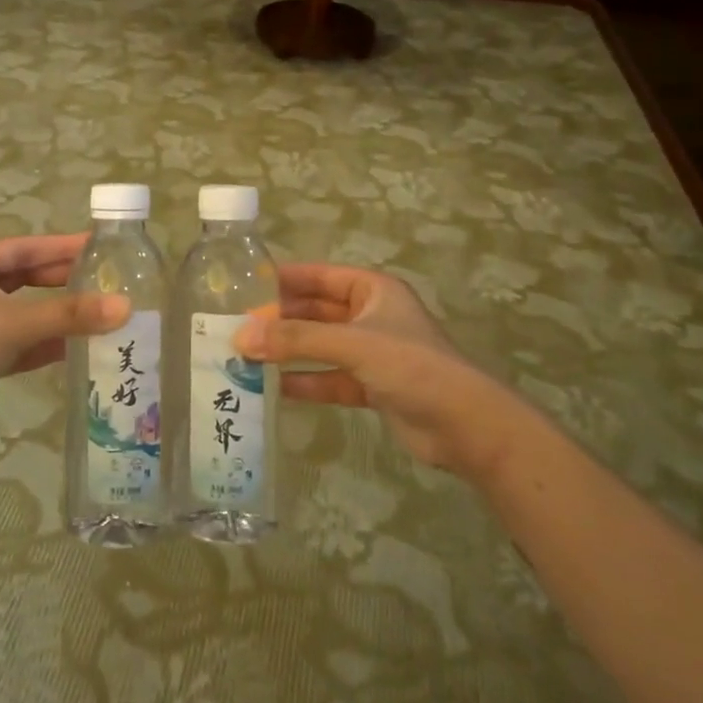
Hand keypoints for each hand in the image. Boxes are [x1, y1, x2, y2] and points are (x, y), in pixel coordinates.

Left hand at [0, 233, 128, 451]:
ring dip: (57, 315)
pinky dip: (44, 344)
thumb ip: (71, 315)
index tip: (98, 245)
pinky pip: (19, 343)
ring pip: (24, 313)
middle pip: (27, 279)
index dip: (62, 246)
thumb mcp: (16, 323)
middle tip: (104, 281)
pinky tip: (75, 349)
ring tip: (98, 314)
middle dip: (63, 281)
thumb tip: (126, 306)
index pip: (26, 247)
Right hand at [236, 265, 499, 474]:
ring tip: (245, 356)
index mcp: (372, 290)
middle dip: (279, 320)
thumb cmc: (412, 366)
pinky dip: (305, 381)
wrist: (466, 426)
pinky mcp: (371, 386)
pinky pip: (329, 378)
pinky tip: (273, 388)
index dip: (283, 279)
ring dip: (288, 351)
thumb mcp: (352, 344)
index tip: (242, 285)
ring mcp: (371, 353)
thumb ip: (296, 339)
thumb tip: (240, 337)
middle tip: (236, 326)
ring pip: (320, 346)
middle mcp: (370, 315)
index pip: (318, 276)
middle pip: (315, 312)